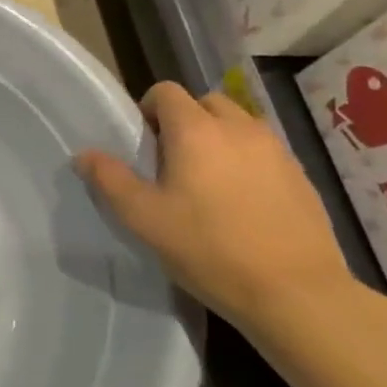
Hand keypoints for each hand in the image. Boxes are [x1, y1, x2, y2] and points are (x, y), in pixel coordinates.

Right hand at [77, 82, 355, 339]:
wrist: (297, 295)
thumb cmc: (209, 249)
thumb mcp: (143, 218)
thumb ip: (109, 179)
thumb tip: (85, 154)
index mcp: (196, 130)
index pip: (166, 92)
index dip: (148, 110)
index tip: (144, 145)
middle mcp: (239, 128)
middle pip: (206, 102)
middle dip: (185, 120)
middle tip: (173, 162)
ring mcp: (276, 152)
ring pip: (239, 125)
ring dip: (219, 139)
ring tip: (208, 182)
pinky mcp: (301, 177)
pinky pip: (265, 152)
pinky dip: (248, 162)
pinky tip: (242, 204)